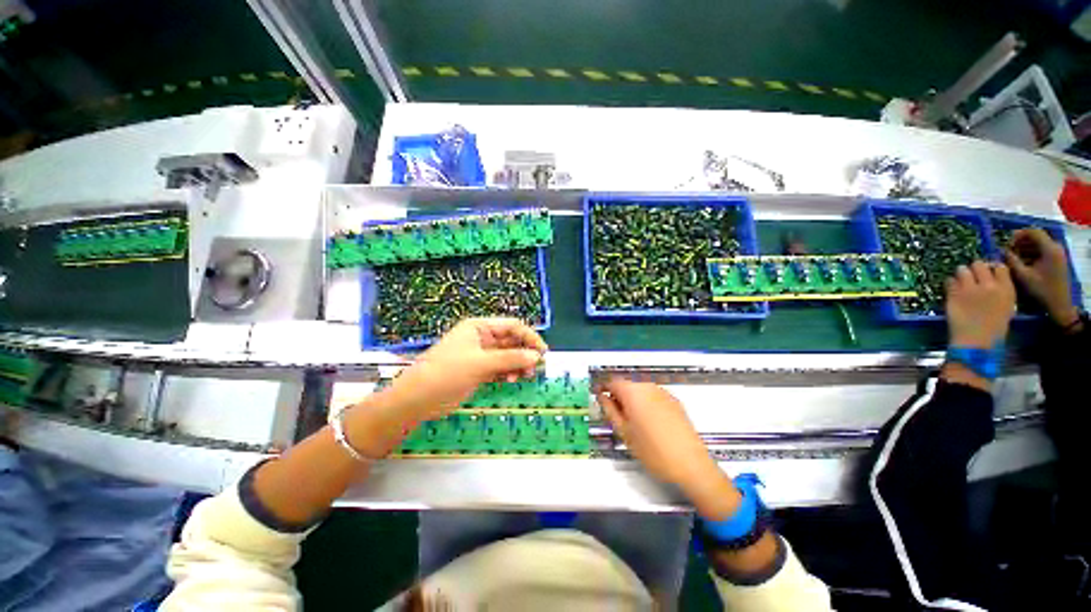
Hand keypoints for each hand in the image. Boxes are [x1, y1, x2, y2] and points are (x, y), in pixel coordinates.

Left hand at [377, 317, 546, 420]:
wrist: (417, 399)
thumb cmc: (446, 373)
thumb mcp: (480, 363)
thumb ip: (510, 359)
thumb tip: (536, 356)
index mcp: (479, 327)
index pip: (512, 326)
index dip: (529, 337)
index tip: (542, 352)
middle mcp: (482, 338)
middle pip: (511, 340)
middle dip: (524, 352)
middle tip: (535, 368)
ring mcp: (480, 355)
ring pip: (508, 355)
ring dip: (518, 364)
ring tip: (523, 376)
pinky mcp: (479, 370)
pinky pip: (500, 367)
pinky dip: (508, 372)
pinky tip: (511, 380)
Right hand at [598, 379, 739, 519]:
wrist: (691, 464)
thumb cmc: (652, 450)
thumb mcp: (624, 432)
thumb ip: (609, 410)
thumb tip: (602, 397)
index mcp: (633, 391)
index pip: (612, 382)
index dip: (603, 389)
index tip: (598, 398)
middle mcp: (648, 386)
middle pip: (627, 385)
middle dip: (618, 396)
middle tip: (614, 415)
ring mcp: (663, 393)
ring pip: (640, 391)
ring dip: (632, 400)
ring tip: (632, 422)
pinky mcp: (675, 402)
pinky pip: (653, 397)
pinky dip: (646, 404)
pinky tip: (649, 423)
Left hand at [946, 261, 1014, 348]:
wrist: (977, 342)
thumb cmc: (994, 329)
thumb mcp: (1006, 307)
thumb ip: (1000, 291)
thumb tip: (991, 280)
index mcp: (1006, 289)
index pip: (999, 266)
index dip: (991, 268)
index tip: (986, 273)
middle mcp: (989, 285)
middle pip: (978, 264)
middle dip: (974, 268)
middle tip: (971, 277)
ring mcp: (970, 288)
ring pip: (962, 269)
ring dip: (960, 274)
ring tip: (960, 283)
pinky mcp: (954, 294)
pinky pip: (949, 281)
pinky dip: (949, 284)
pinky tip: (952, 292)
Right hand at [1005, 228, 1077, 326]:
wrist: (1059, 304)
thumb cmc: (1041, 289)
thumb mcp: (1023, 276)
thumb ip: (1012, 261)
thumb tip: (1002, 251)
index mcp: (1049, 249)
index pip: (1033, 232)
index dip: (1019, 234)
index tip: (1007, 243)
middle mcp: (1055, 248)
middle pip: (1037, 237)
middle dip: (1021, 242)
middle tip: (1009, 251)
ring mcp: (1057, 254)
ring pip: (1039, 244)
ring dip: (1025, 248)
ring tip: (1014, 257)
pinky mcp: (1057, 260)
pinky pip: (1043, 251)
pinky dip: (1032, 253)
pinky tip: (1024, 262)